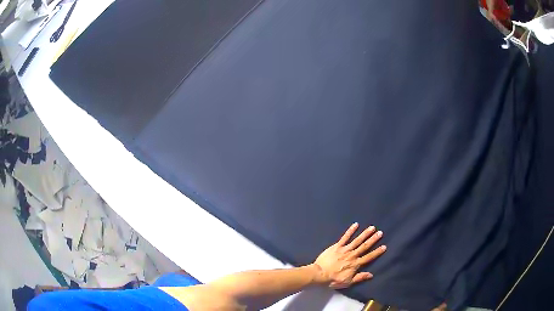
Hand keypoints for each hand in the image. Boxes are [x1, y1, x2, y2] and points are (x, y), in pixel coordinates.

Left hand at [312, 223, 385, 288]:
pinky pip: (344, 237)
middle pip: (364, 246)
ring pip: (357, 240)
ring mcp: (344, 250)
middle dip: (373, 239)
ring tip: (372, 227)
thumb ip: (360, 277)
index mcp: (355, 264)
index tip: (384, 246)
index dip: (377, 252)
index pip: (369, 257)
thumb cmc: (333, 279)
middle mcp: (352, 255)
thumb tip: (371, 275)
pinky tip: (355, 224)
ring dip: (365, 234)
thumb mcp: (348, 282)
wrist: (319, 274)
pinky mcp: (337, 246)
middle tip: (380, 233)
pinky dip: (350, 231)